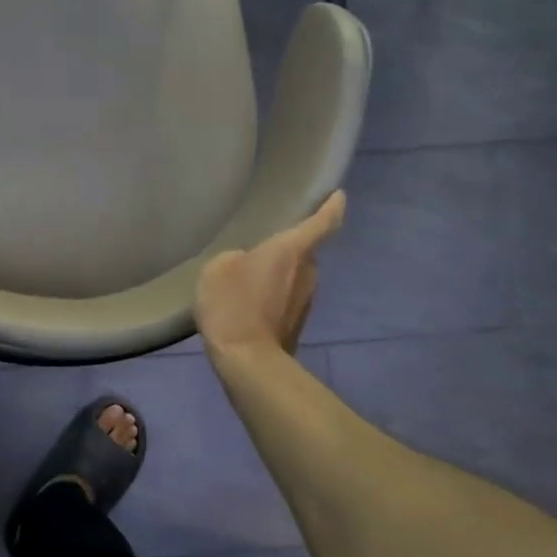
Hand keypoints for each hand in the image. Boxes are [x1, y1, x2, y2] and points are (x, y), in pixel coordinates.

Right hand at [195, 192, 345, 357]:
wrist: (248, 361)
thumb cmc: (234, 303)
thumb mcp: (218, 267)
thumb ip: (236, 257)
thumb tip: (247, 266)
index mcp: (292, 250)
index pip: (323, 221)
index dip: (332, 206)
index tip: (338, 195)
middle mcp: (307, 272)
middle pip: (304, 252)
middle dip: (289, 248)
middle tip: (263, 246)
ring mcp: (305, 301)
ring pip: (294, 278)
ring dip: (278, 276)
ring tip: (249, 278)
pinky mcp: (295, 325)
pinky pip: (284, 300)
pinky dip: (271, 298)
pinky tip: (247, 305)